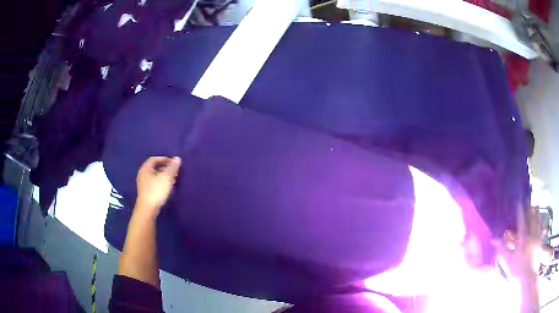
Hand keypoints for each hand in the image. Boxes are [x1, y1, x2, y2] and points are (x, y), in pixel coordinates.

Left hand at [136, 156, 180, 215]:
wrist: (148, 209)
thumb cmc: (156, 190)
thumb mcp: (166, 177)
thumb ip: (172, 167)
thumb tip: (177, 158)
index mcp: (146, 168)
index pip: (155, 159)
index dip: (165, 159)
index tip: (174, 163)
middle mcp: (143, 174)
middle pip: (155, 167)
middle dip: (166, 168)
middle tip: (175, 171)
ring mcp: (143, 184)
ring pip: (155, 176)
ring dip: (165, 176)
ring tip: (174, 179)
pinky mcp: (146, 192)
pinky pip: (155, 183)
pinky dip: (162, 182)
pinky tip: (168, 187)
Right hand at [493, 207, 540, 277]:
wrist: (528, 277)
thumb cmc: (517, 270)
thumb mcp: (508, 261)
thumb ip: (502, 249)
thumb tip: (493, 239)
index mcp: (523, 238)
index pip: (521, 221)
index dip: (520, 211)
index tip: (519, 202)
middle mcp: (531, 234)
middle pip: (532, 219)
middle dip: (530, 210)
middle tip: (529, 203)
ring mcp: (537, 238)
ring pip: (538, 222)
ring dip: (537, 214)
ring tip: (536, 208)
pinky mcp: (540, 243)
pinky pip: (542, 230)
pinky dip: (541, 224)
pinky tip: (541, 222)